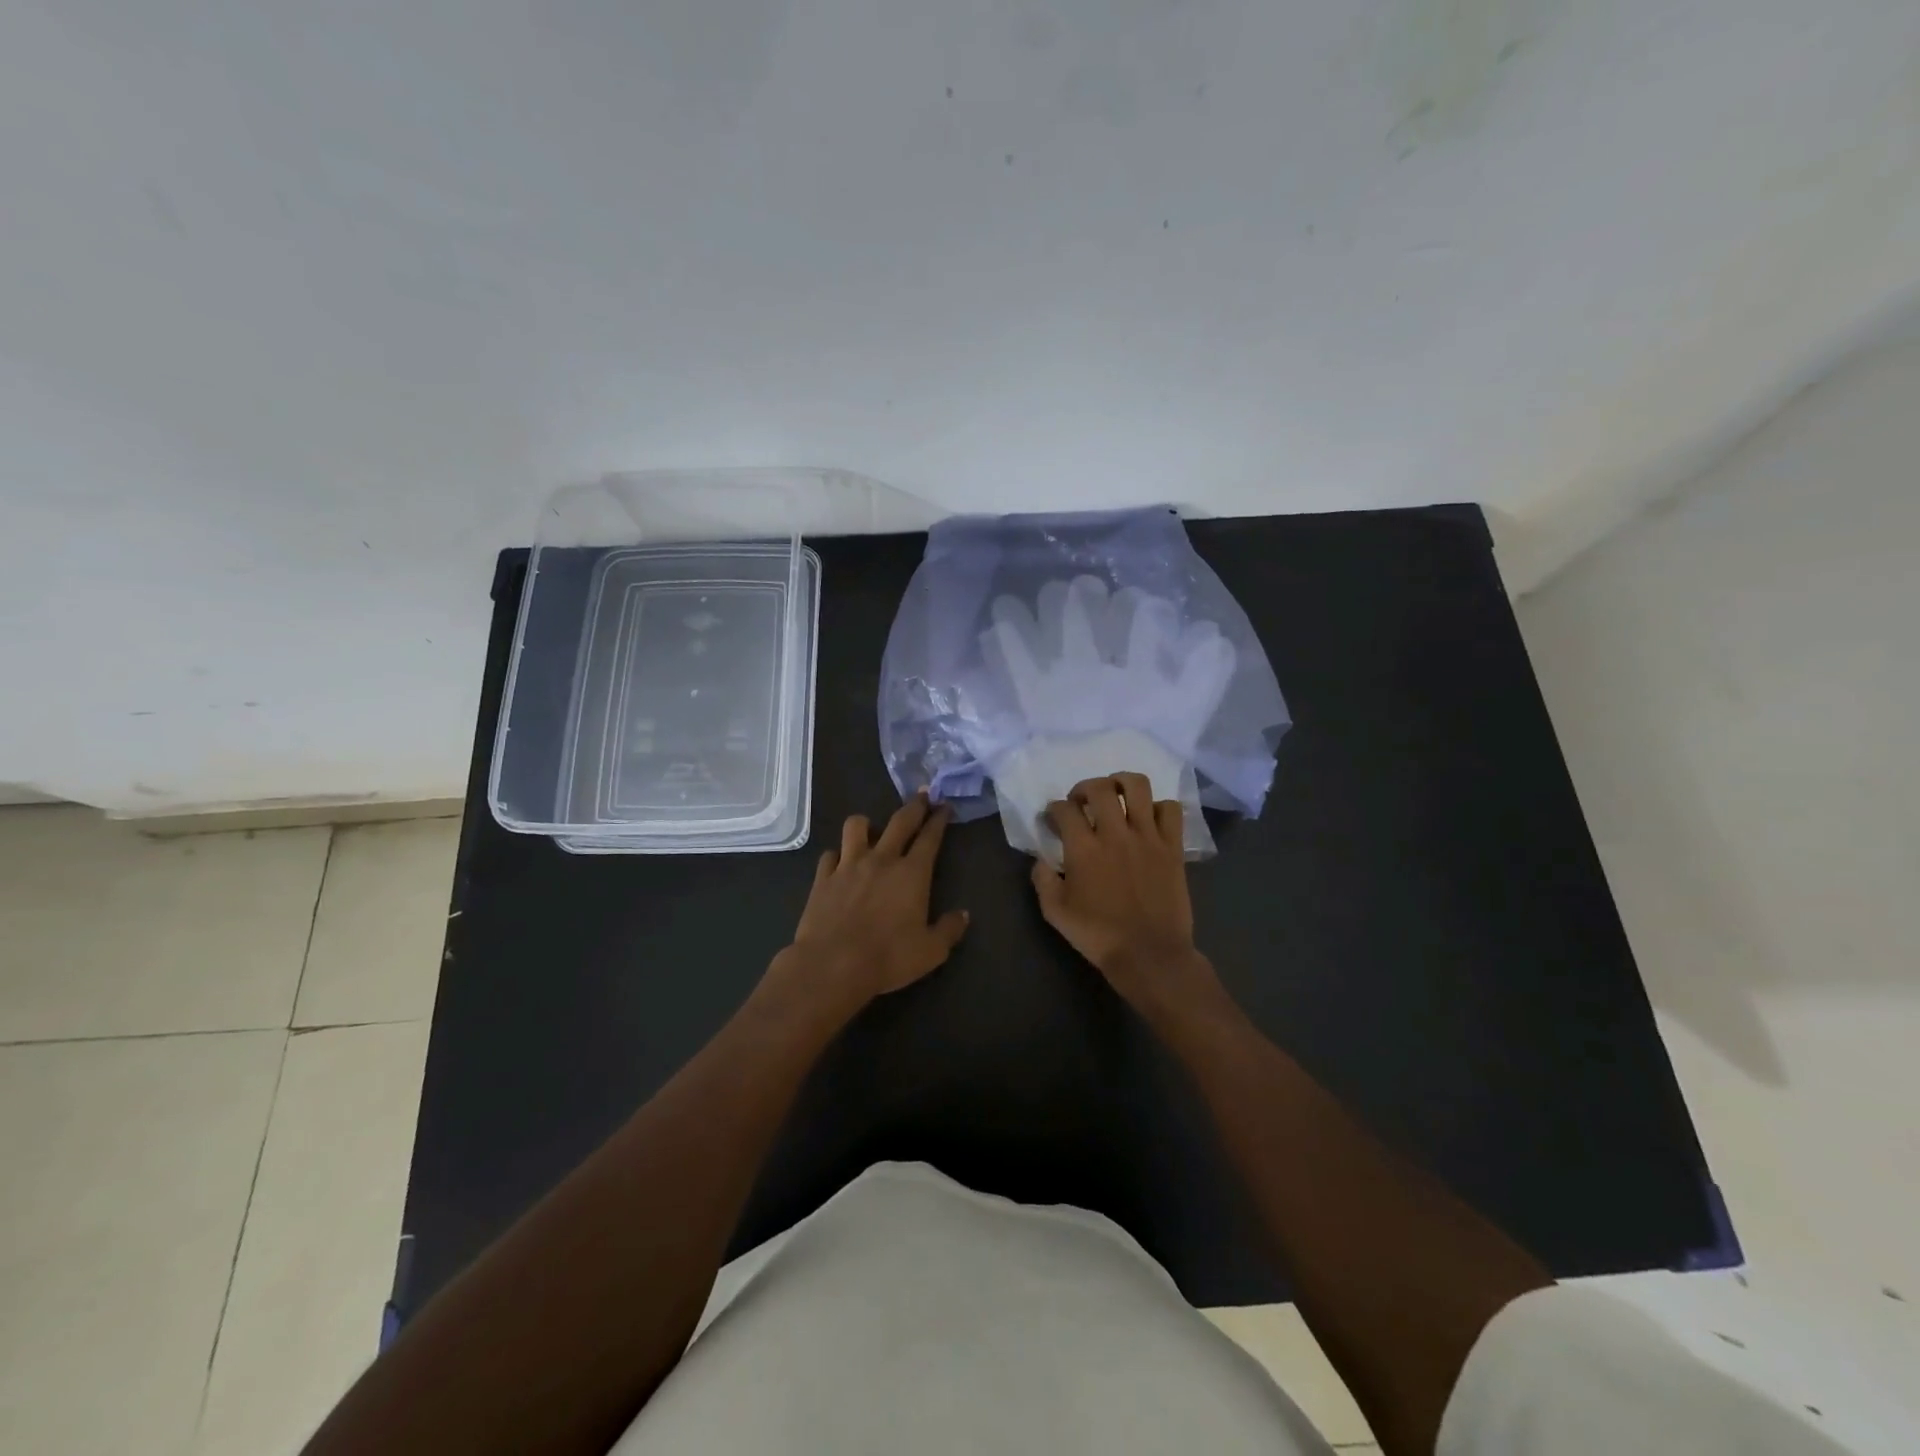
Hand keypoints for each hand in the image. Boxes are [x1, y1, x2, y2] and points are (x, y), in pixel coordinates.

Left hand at [775, 793, 968, 1011]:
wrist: (832, 965)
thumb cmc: (888, 957)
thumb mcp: (931, 951)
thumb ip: (949, 929)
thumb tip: (963, 914)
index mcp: (912, 873)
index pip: (930, 837)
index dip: (939, 820)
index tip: (944, 806)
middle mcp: (881, 860)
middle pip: (900, 822)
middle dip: (914, 806)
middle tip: (922, 795)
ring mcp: (848, 865)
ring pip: (856, 827)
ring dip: (866, 824)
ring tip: (870, 829)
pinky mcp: (823, 878)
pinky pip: (830, 855)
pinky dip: (837, 856)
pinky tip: (839, 863)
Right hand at [1030, 773, 1222, 1019]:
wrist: (1149, 954)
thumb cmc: (1098, 935)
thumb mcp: (1055, 912)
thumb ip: (1043, 880)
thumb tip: (1041, 859)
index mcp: (1084, 849)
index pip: (1064, 809)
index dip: (1053, 809)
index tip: (1052, 819)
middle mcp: (1115, 834)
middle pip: (1099, 788)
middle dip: (1084, 788)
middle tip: (1081, 802)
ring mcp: (1148, 837)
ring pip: (1137, 787)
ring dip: (1122, 783)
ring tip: (1115, 795)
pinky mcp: (1172, 847)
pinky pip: (1170, 809)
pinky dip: (1159, 807)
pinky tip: (1148, 819)